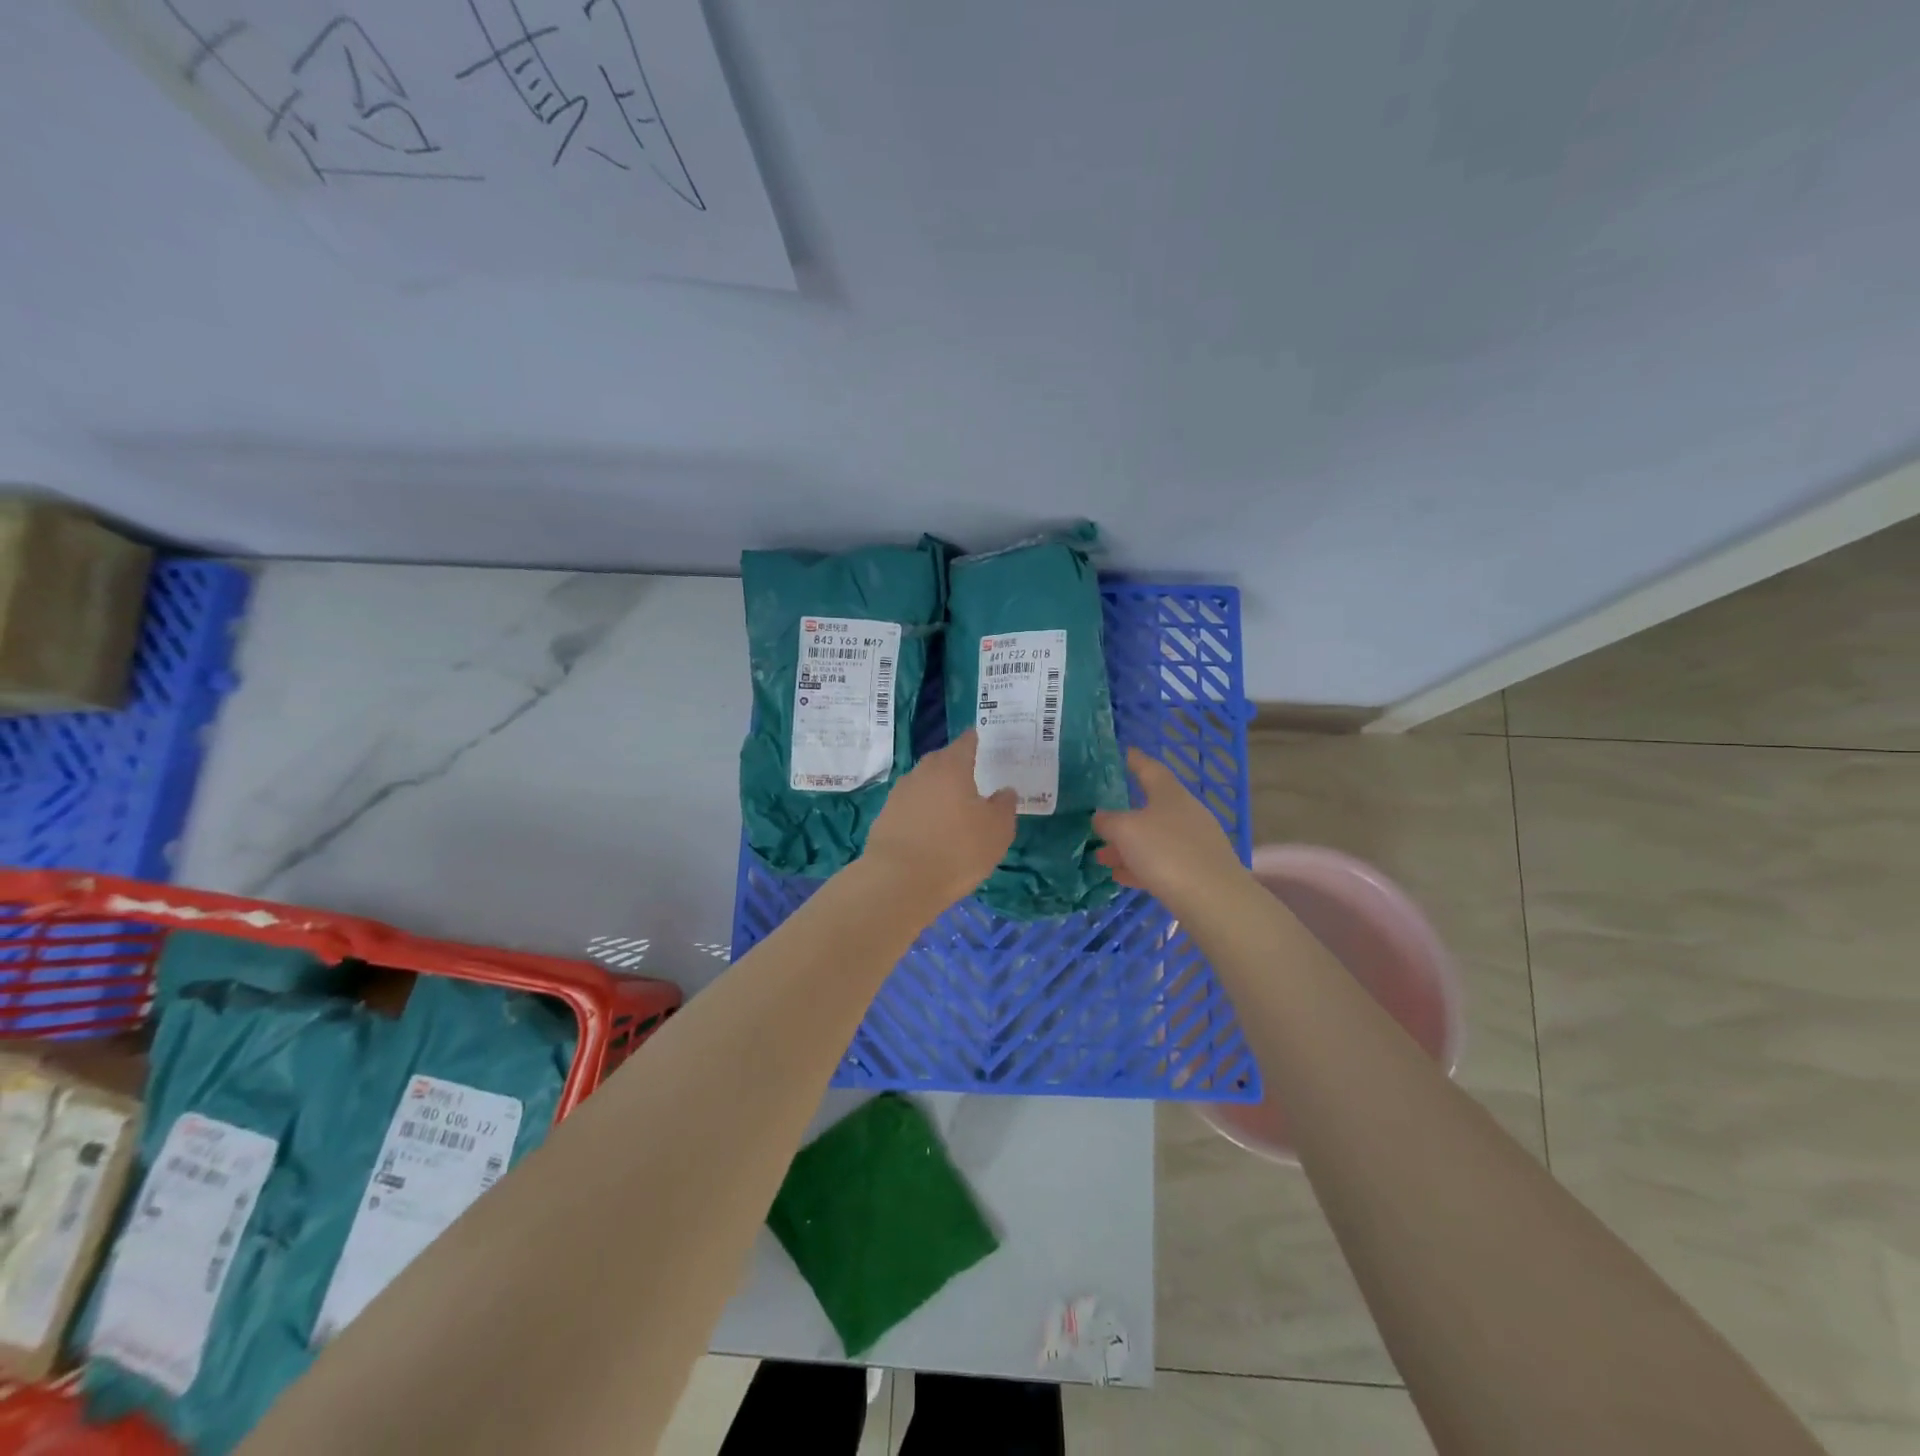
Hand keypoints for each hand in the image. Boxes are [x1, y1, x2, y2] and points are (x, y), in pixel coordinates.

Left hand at [863, 731, 1017, 907]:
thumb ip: (1004, 806)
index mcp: (951, 767)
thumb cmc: (956, 850)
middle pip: (941, 761)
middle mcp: (922, 773)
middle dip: (955, 766)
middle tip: (971, 777)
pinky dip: (922, 813)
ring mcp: (899, 795)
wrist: (898, 882)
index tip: (980, 739)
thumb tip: (1005, 791)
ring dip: (937, 791)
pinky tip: (930, 830)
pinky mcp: (885, 818)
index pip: (966, 743)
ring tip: (951, 808)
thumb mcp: (997, 831)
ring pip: (924, 784)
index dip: (975, 740)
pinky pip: (910, 807)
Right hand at [1094, 749, 1249, 911]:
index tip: (1124, 752)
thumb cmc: (1165, 852)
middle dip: (1123, 815)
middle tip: (1100, 819)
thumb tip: (1100, 816)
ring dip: (1127, 845)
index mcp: (1170, 794)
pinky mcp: (1197, 869)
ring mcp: (1194, 842)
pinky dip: (1141, 865)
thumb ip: (1108, 821)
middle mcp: (1185, 812)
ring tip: (1101, 856)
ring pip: (1154, 838)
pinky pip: (1162, 861)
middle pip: (1150, 807)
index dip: (1135, 760)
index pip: (1150, 768)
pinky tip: (1121, 877)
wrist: (1212, 899)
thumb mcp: (1125, 831)